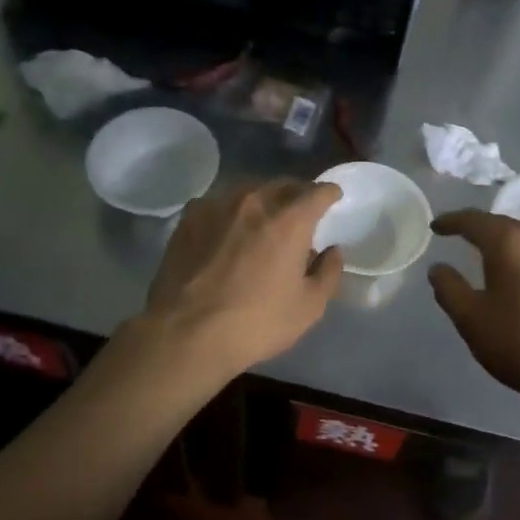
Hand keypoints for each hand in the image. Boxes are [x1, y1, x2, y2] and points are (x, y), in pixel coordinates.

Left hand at [142, 179, 343, 378]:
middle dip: (297, 194)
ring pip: (249, 192)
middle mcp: (255, 202)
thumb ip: (328, 273)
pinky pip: (218, 204)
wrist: (186, 334)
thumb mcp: (308, 307)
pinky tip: (226, 231)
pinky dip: (230, 213)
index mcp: (290, 220)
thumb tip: (332, 251)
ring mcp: (217, 206)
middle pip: (283, 185)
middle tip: (301, 212)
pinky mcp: (189, 218)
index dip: (329, 193)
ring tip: (263, 221)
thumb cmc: (256, 323)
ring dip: (263, 201)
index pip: (318, 191)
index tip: (333, 197)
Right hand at [428, 210, 519, 410]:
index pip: (474, 221)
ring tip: (492, 259)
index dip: (452, 222)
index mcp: (510, 243)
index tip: (437, 226)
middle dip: (481, 230)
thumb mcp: (471, 319)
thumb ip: (449, 289)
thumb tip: (439, 268)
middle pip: (504, 226)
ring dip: (507, 246)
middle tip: (462, 237)